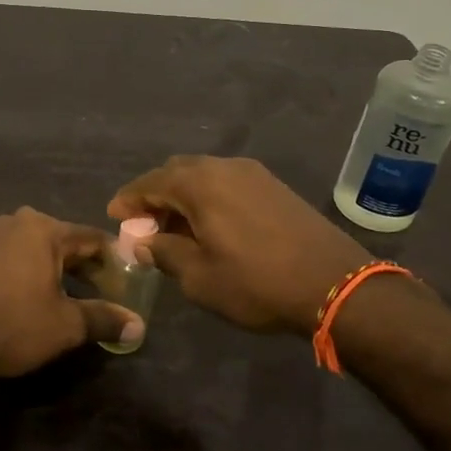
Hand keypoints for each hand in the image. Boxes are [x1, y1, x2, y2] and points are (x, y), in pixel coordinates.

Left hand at [0, 208, 142, 380]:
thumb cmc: (16, 326)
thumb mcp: (68, 325)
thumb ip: (105, 318)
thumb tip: (139, 325)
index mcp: (45, 229)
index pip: (90, 239)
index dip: (111, 260)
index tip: (124, 280)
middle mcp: (16, 220)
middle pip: (59, 238)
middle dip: (79, 262)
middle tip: (97, 289)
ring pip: (25, 238)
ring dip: (42, 257)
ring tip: (56, 283)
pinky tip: (1, 263)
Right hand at [109, 156, 369, 334]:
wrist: (335, 284)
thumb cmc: (257, 282)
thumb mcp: (200, 277)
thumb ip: (165, 253)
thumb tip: (145, 243)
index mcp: (199, 183)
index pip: (150, 182)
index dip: (129, 199)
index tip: (115, 216)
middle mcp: (224, 167)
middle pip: (176, 172)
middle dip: (156, 195)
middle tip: (145, 225)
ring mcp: (253, 174)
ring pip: (204, 175)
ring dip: (184, 196)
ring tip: (177, 229)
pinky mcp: (275, 187)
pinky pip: (227, 183)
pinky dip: (209, 198)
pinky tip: (212, 226)